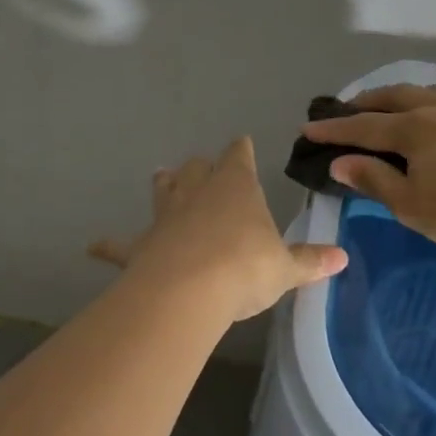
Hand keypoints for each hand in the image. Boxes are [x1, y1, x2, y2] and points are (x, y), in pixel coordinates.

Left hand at [90, 137, 347, 321]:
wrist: (189, 291)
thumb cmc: (245, 268)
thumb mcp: (285, 268)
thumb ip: (310, 261)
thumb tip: (343, 257)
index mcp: (235, 187)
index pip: (238, 157)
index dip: (241, 151)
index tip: (242, 144)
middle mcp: (198, 193)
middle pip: (196, 169)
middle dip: (201, 167)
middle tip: (202, 167)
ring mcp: (165, 218)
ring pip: (163, 191)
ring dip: (164, 186)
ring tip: (161, 177)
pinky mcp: (141, 247)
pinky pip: (121, 245)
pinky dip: (109, 246)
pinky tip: (93, 246)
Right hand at [302, 82, 435, 271]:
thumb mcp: (410, 204)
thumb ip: (374, 179)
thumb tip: (341, 162)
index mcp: (412, 129)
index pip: (362, 126)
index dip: (333, 129)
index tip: (309, 129)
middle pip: (392, 97)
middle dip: (364, 103)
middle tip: (346, 110)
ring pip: (425, 91)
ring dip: (399, 96)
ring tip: (390, 105)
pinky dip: (430, 99)